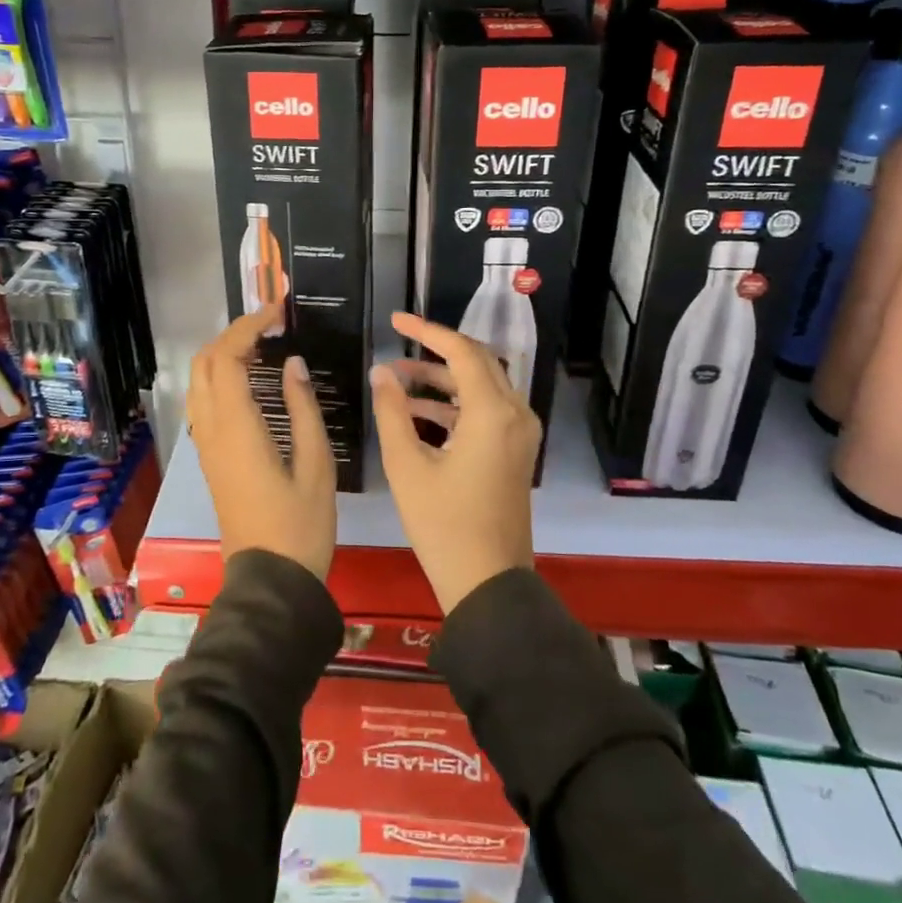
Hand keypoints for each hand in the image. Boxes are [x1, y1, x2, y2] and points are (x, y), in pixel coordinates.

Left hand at [187, 307, 335, 578]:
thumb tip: (293, 364)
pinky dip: (220, 377)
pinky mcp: (210, 458)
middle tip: (270, 325)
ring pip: (198, 382)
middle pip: (204, 363)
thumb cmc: (301, 524)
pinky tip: (250, 380)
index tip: (277, 312)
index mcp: (238, 428)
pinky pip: (204, 402)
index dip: (248, 327)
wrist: (270, 579)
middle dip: (231, 334)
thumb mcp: (317, 464)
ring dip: (222, 354)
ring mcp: (207, 445)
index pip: (228, 358)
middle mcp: (212, 430)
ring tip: (262, 345)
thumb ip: (303, 408)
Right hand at [370, 312, 538, 613]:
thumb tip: (381, 372)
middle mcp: (515, 414)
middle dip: (435, 352)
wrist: (488, 583)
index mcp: (493, 412)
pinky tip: (416, 414)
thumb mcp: (407, 465)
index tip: (396, 320)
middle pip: (477, 363)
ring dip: (442, 381)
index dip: (426, 330)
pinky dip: (455, 406)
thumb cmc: (443, 524)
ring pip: (482, 387)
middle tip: (398, 344)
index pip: (460, 351)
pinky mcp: (515, 451)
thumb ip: (392, 411)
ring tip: (397, 382)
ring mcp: (520, 434)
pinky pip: (486, 412)